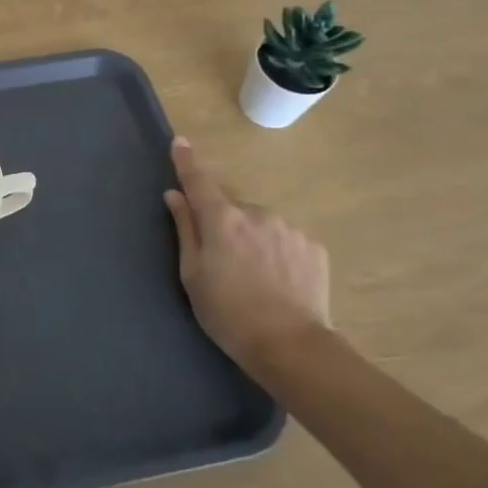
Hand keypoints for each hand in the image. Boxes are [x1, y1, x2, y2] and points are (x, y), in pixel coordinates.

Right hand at [163, 136, 331, 367]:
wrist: (291, 346)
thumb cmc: (228, 314)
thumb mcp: (193, 275)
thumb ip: (185, 230)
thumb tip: (175, 196)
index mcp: (222, 220)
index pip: (199, 182)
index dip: (186, 162)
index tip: (180, 142)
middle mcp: (256, 213)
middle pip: (231, 207)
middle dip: (223, 222)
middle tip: (221, 259)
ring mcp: (288, 228)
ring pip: (260, 223)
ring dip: (251, 236)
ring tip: (253, 275)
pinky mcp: (313, 247)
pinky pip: (284, 238)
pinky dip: (276, 250)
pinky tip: (277, 280)